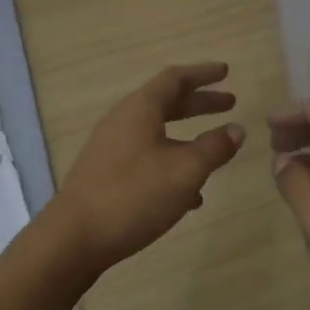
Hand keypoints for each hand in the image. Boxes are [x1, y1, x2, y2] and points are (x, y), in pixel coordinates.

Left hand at [44, 63, 245, 275]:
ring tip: (215, 150)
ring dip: (188, 136)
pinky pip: (147, 159)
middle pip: (166, 102)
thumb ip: (213, 147)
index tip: (226, 71)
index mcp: (140, 109)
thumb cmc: (133, 195)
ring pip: (157, 133)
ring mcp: (112, 149)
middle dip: (199, 103)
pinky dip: (172, 164)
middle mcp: (123, 121)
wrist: (73, 239)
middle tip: (230, 103)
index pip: (175, 78)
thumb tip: (236, 129)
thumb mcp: (185, 171)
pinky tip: (190, 195)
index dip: (203, 73)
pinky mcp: (107, 176)